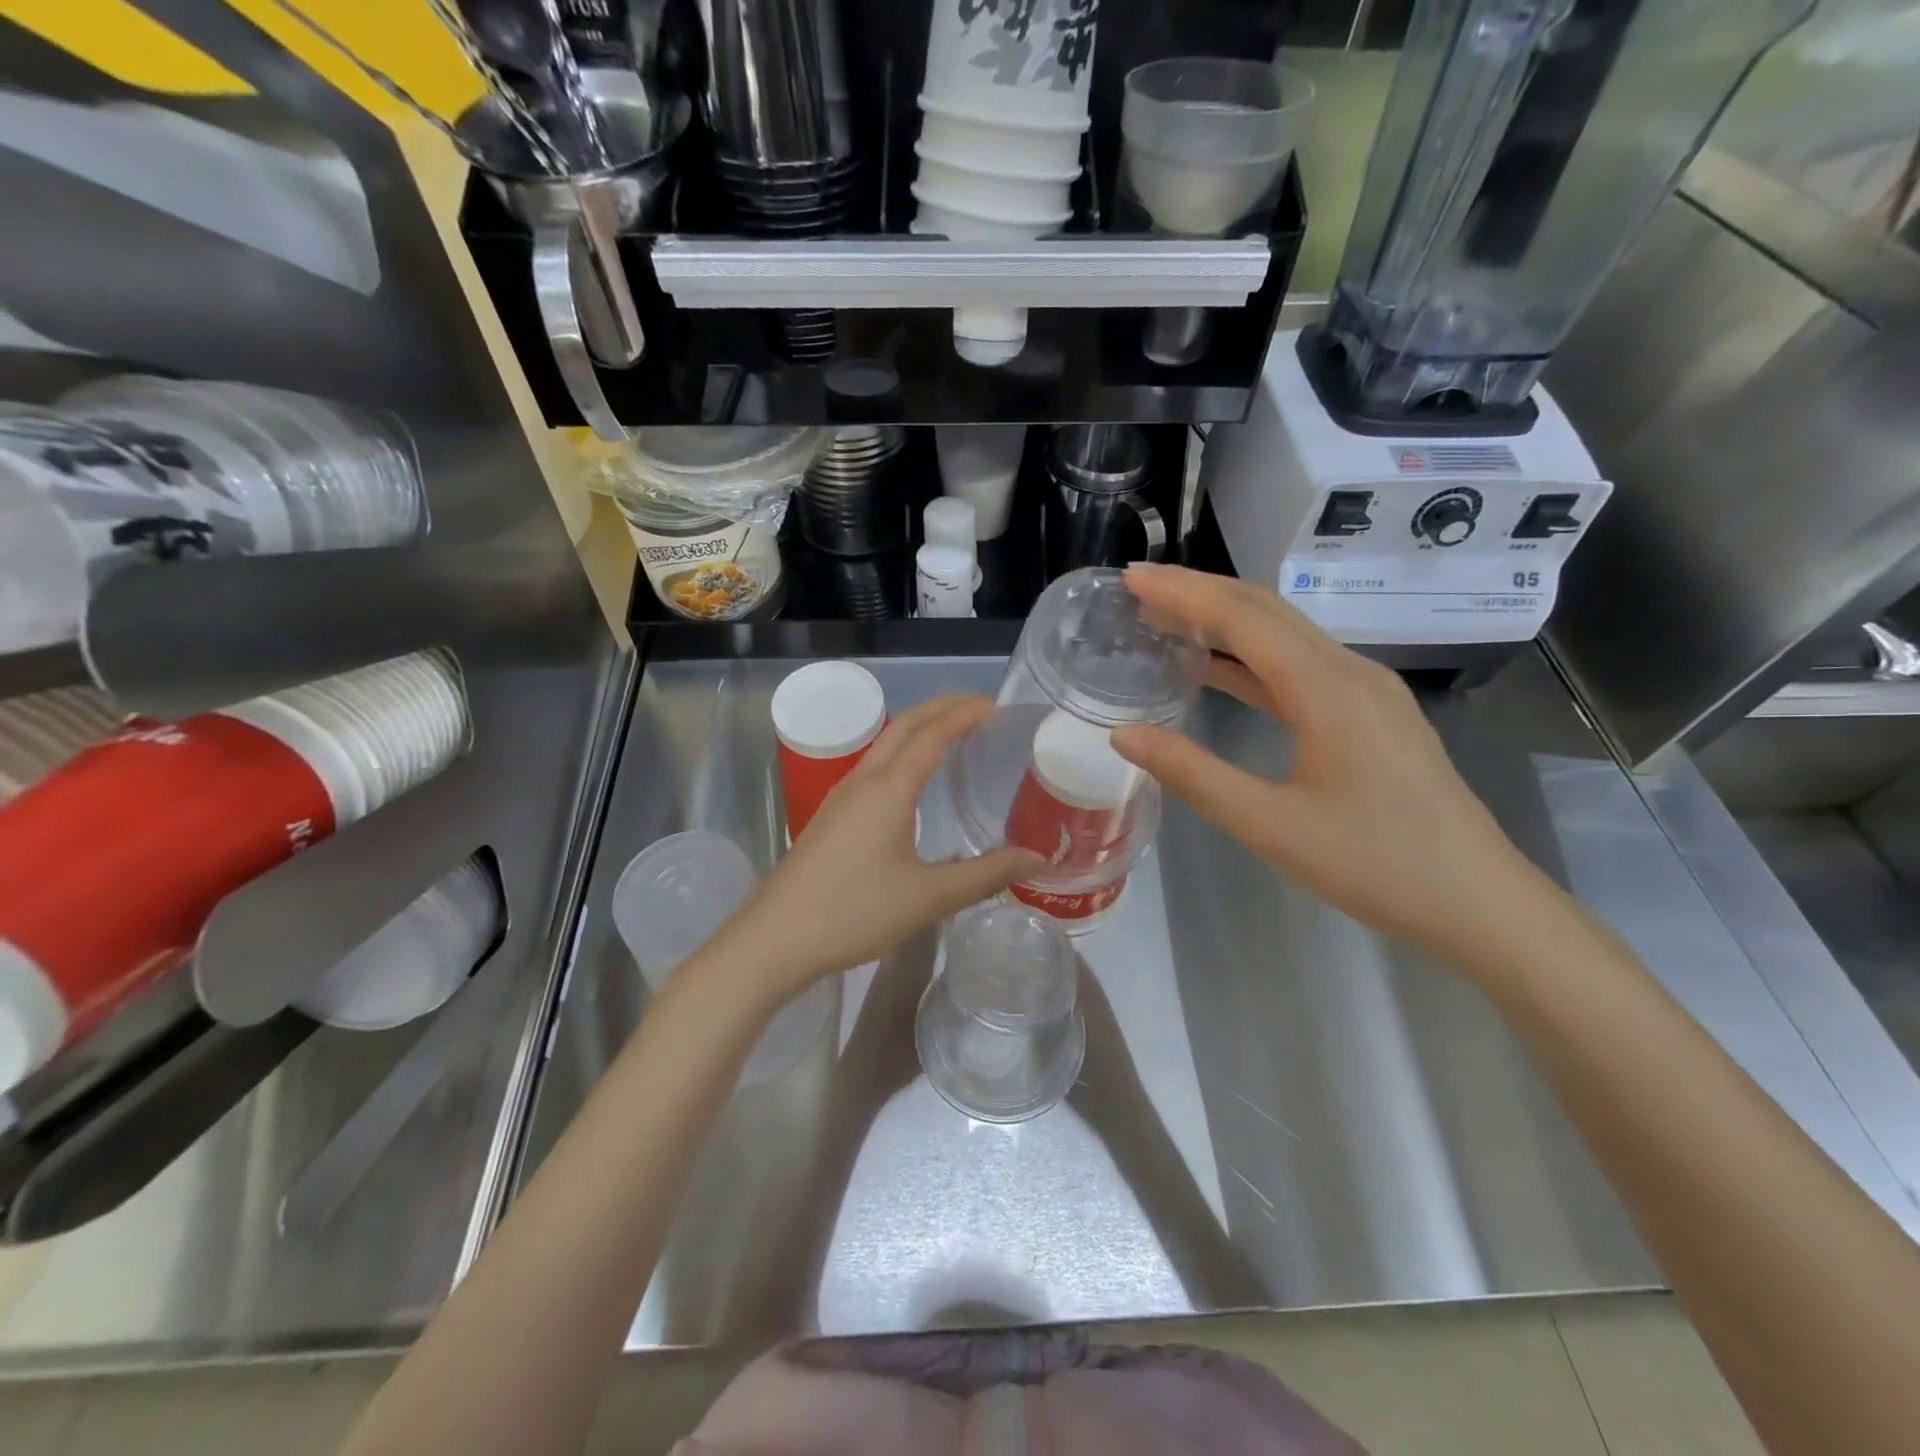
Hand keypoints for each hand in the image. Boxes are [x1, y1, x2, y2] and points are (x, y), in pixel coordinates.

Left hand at [714, 695, 1042, 1007]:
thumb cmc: (855, 912)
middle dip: (940, 708)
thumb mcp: (928, 897)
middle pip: (903, 727)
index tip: (993, 704)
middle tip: (977, 705)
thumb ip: (985, 875)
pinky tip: (910, 781)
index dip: (962, 715)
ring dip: (917, 729)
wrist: (776, 938)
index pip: (931, 735)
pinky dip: (901, 754)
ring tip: (949, 732)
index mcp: (888, 790)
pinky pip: (872, 767)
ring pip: (883, 745)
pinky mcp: (830, 817)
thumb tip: (1035, 859)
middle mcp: (863, 782)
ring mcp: (841, 797)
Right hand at [1110, 565, 1556, 973]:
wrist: (1478, 903)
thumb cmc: (1375, 864)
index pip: (1242, 618)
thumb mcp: (1270, 825)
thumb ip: (1193, 774)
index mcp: (1327, 689)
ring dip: (1224, 620)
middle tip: (1139, 588)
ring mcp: (1366, 691)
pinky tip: (1216, 671)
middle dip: (1199, 592)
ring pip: (1284, 635)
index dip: (1182, 593)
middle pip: (1265, 610)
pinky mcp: (1371, 713)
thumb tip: (1124, 733)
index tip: (1131, 577)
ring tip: (1166, 620)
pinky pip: (1300, 666)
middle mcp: (1350, 672)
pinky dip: (1250, 658)